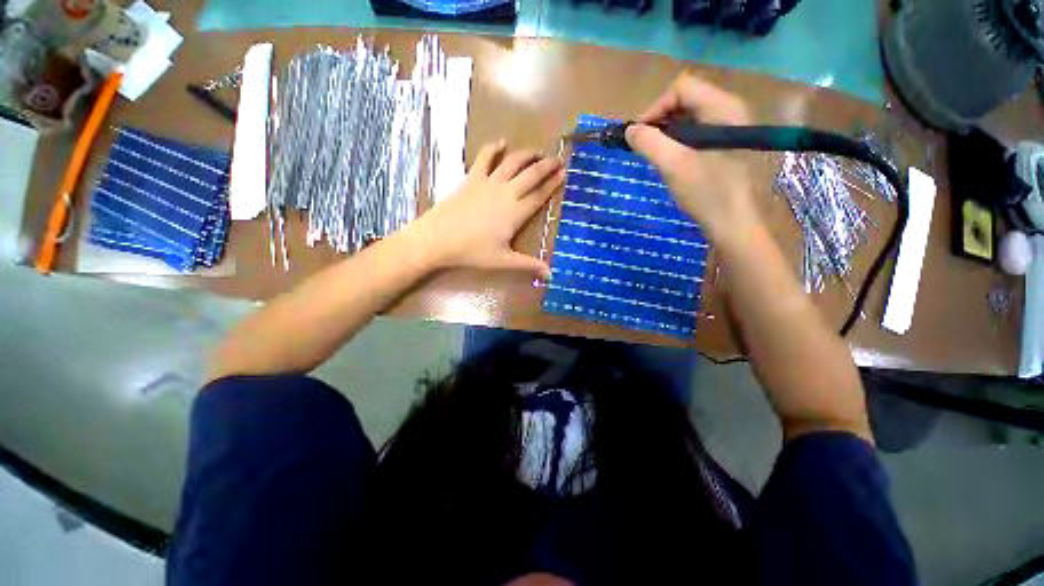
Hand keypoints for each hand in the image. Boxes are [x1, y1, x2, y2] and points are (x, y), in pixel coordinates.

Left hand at [407, 140, 564, 278]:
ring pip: (513, 161)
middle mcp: (506, 192)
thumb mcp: (503, 260)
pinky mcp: (472, 177)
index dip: (553, 184)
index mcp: (516, 212)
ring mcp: (489, 182)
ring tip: (538, 151)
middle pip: (531, 174)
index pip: (540, 195)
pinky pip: (485, 157)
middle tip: (557, 159)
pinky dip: (494, 147)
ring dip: (527, 154)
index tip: (564, 173)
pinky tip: (501, 142)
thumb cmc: (472, 251)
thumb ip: (528, 265)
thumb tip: (550, 275)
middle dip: (547, 165)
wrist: (439, 238)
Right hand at [625, 73, 763, 244]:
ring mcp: (729, 127)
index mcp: (722, 107)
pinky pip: (696, 133)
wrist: (734, 223)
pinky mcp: (725, 145)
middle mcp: (729, 110)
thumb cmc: (707, 193)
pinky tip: (672, 162)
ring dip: (667, 133)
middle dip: (660, 121)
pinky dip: (678, 143)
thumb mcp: (674, 166)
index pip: (681, 88)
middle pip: (686, 100)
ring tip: (657, 157)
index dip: (656, 108)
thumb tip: (629, 130)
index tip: (639, 136)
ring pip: (689, 117)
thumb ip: (649, 143)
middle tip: (646, 147)